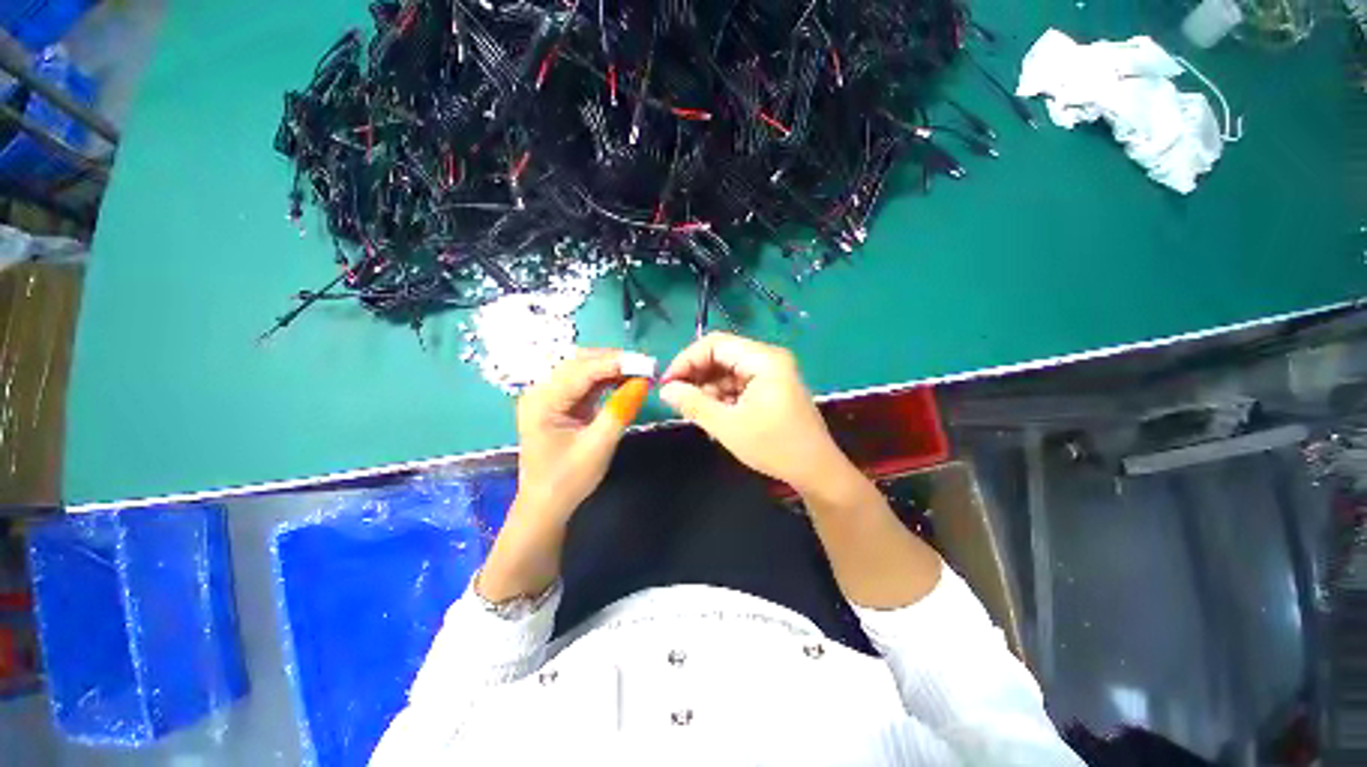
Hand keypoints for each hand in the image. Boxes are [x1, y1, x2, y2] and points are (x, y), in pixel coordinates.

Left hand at [480, 350, 641, 602]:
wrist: (546, 506)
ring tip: (640, 371)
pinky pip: (584, 382)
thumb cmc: (569, 480)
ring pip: (582, 369)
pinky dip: (605, 379)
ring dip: (610, 368)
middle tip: (645, 365)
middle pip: (579, 363)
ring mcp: (547, 395)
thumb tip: (643, 382)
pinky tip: (624, 380)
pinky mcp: (558, 402)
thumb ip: (620, 411)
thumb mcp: (599, 446)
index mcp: (542, 402)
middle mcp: (540, 391)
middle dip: (613, 361)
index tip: (646, 362)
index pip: (581, 371)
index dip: (615, 363)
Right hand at [658, 332, 850, 494]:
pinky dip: (722, 396)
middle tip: (677, 398)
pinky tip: (714, 414)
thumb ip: (693, 404)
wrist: (816, 471)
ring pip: (728, 371)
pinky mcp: (771, 388)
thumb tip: (665, 389)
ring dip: (708, 388)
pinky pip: (738, 384)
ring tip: (696, 411)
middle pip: (721, 355)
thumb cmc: (773, 446)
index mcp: (763, 359)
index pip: (715, 344)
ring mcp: (771, 373)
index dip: (686, 360)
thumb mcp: (727, 426)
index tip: (667, 383)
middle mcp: (768, 359)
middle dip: (697, 375)